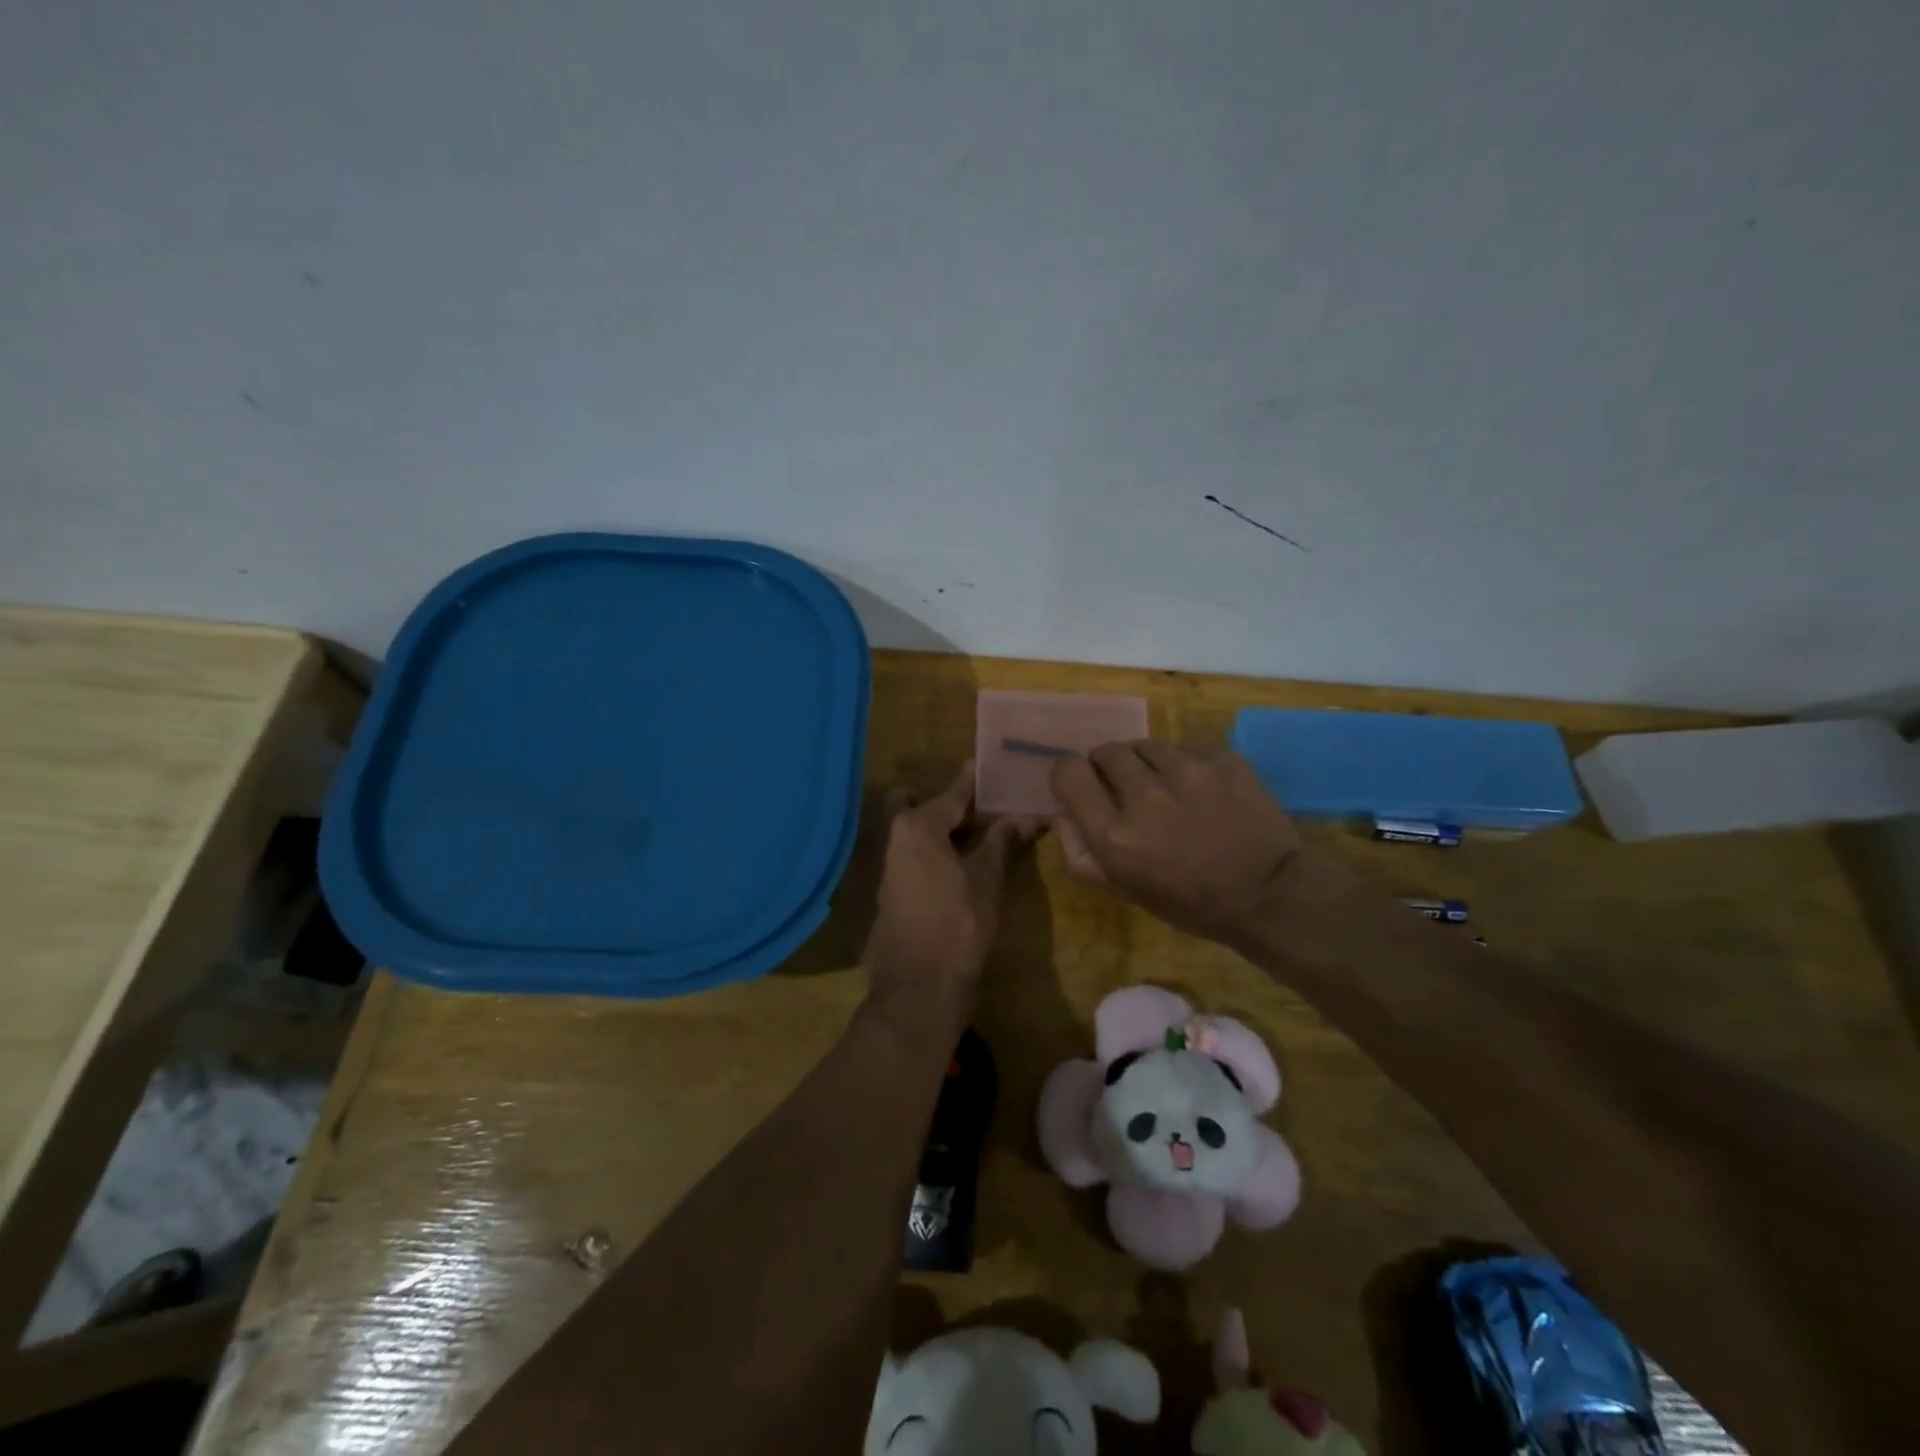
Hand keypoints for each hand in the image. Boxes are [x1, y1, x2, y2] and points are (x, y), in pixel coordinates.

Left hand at [863, 764, 1037, 1037]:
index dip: (975, 782)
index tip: (989, 766)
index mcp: (916, 825)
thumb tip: (1020, 816)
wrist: (918, 987)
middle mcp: (891, 836)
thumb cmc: (958, 925)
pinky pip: (907, 855)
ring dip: (939, 830)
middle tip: (982, 815)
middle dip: (948, 806)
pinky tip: (955, 866)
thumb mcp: (986, 879)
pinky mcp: (882, 889)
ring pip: (911, 831)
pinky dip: (929, 852)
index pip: (952, 792)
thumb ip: (1000, 841)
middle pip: (921, 806)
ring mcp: (881, 863)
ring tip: (976, 840)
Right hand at [1050, 743, 1306, 943]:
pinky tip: (1202, 793)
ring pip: (1147, 746)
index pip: (1068, 770)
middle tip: (1127, 789)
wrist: (1269, 894)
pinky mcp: (1223, 760)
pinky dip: (1186, 766)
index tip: (1082, 786)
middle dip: (1108, 767)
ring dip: (1147, 764)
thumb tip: (1063, 808)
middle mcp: (1145, 795)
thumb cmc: (1188, 901)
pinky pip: (1188, 750)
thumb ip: (1079, 849)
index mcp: (1114, 833)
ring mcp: (1188, 771)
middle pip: (1106, 751)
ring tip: (1167, 789)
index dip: (1070, 774)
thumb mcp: (1122, 889)